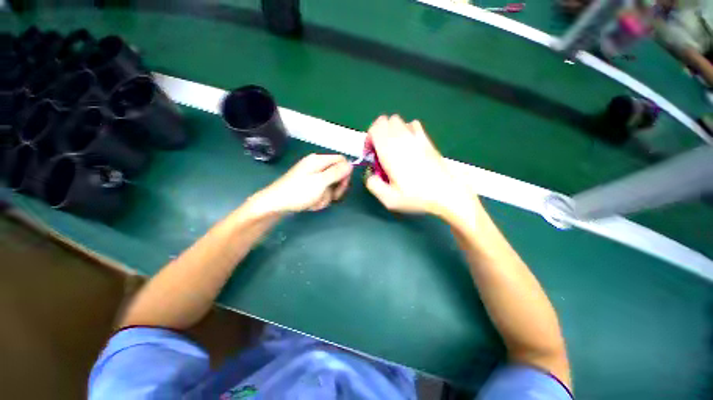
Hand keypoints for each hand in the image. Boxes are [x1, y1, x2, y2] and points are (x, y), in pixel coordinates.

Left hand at [250, 154, 352, 214]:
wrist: (275, 204)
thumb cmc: (298, 192)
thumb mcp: (320, 182)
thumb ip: (337, 172)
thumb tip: (351, 164)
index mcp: (319, 160)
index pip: (342, 161)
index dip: (346, 173)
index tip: (342, 185)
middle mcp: (317, 166)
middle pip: (338, 174)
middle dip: (336, 188)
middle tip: (331, 197)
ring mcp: (313, 176)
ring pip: (330, 186)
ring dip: (326, 196)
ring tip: (315, 202)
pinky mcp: (309, 186)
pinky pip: (322, 191)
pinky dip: (319, 199)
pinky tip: (311, 204)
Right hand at [365, 115, 473, 216]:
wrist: (446, 193)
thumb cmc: (416, 197)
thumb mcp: (388, 199)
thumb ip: (373, 184)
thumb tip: (370, 174)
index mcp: (390, 152)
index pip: (375, 128)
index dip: (369, 139)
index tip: (371, 153)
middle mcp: (402, 139)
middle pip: (385, 121)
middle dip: (378, 133)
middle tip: (380, 151)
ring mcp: (416, 137)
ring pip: (398, 120)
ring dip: (391, 131)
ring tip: (394, 148)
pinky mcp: (427, 140)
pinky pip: (413, 124)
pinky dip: (406, 130)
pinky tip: (408, 145)